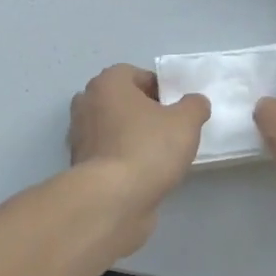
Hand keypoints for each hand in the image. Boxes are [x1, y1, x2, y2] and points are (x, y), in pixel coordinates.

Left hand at [67, 65, 209, 246]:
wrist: (112, 200)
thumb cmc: (148, 148)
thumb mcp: (186, 122)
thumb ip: (194, 106)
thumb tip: (195, 103)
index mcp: (107, 83)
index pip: (135, 74)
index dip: (159, 88)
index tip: (175, 108)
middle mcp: (87, 103)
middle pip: (122, 101)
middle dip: (144, 112)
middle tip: (169, 129)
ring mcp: (80, 136)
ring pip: (113, 128)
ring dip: (132, 136)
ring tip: (159, 155)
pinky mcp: (80, 166)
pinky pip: (108, 154)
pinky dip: (123, 159)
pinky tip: (143, 174)